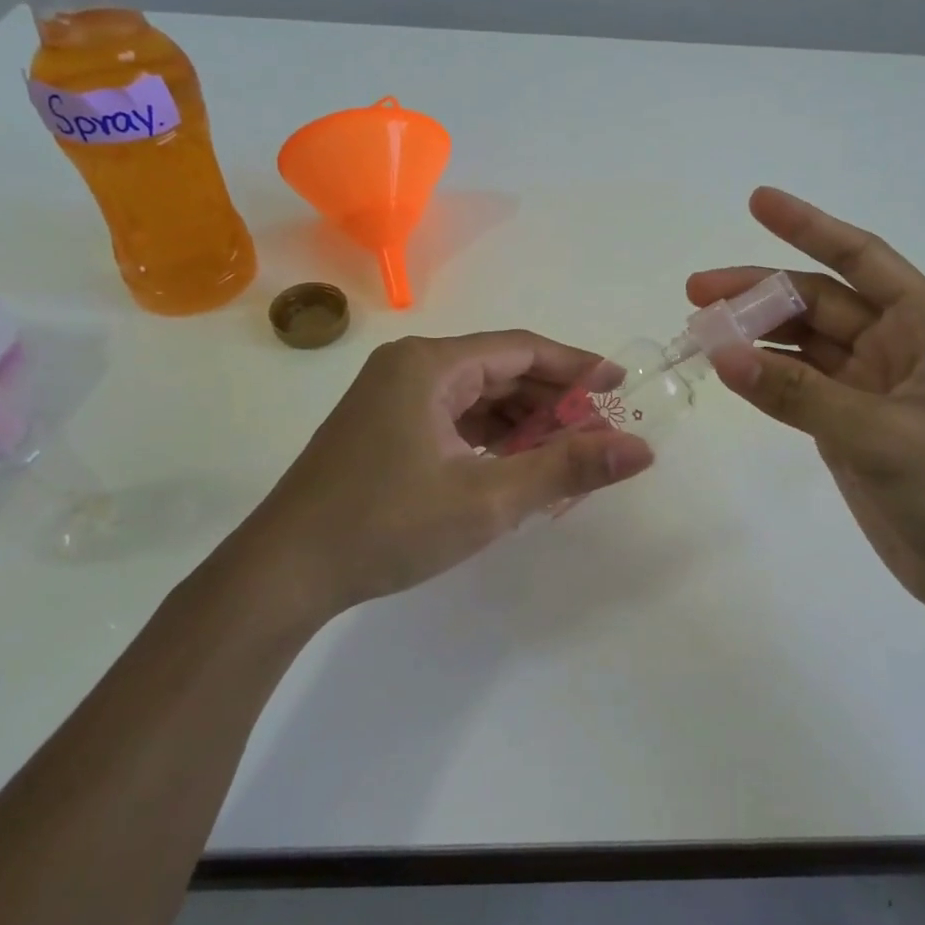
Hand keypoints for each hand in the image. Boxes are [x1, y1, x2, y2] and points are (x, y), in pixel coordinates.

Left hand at [225, 332, 653, 622]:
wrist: (283, 574)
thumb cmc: (387, 526)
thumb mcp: (488, 499)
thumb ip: (567, 468)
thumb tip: (640, 450)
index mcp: (430, 364)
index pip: (522, 350)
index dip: (577, 366)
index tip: (621, 386)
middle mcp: (410, 367)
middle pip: (501, 372)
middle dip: (552, 402)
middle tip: (599, 433)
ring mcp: (392, 397)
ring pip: (477, 397)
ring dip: (523, 424)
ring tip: (566, 456)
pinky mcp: (384, 428)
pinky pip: (453, 419)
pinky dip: (491, 439)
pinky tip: (516, 467)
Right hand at [688, 188, 924, 626]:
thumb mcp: (883, 435)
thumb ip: (798, 394)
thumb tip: (721, 353)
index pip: (861, 258)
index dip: (809, 225)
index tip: (757, 200)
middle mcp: (899, 346)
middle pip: (819, 302)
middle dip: (759, 293)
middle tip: (696, 293)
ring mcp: (872, 389)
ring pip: (803, 346)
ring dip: (755, 336)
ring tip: (699, 332)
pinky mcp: (851, 427)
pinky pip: (799, 389)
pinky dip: (764, 379)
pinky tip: (728, 370)